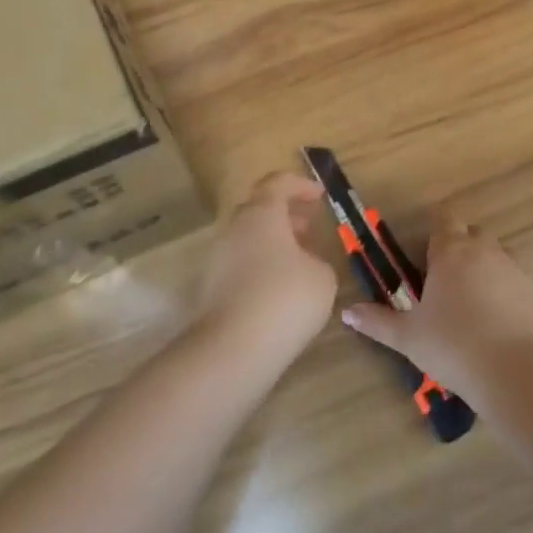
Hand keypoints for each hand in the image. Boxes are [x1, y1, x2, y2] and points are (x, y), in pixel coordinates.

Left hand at [194, 173, 337, 368]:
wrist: (233, 349)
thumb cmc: (285, 299)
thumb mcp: (322, 276)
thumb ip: (316, 260)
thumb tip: (304, 263)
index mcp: (262, 214)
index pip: (277, 184)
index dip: (300, 186)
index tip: (320, 196)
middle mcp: (235, 228)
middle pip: (259, 210)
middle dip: (285, 215)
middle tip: (308, 227)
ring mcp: (218, 258)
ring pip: (248, 238)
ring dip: (273, 243)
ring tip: (299, 262)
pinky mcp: (210, 287)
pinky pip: (240, 264)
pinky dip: (260, 266)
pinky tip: (279, 290)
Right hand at [341, 212, 532, 401]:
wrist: (518, 372)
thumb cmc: (454, 347)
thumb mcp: (408, 337)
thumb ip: (377, 321)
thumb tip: (347, 311)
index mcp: (452, 252)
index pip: (444, 220)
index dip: (436, 233)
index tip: (429, 255)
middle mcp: (487, 250)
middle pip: (474, 235)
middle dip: (463, 249)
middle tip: (450, 283)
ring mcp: (519, 268)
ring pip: (502, 257)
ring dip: (490, 271)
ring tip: (480, 306)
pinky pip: (525, 285)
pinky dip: (515, 296)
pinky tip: (509, 327)